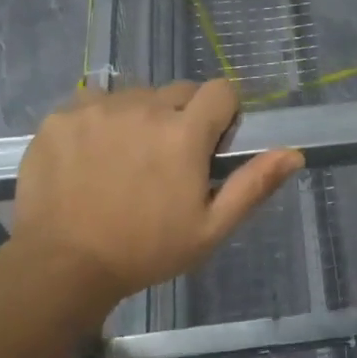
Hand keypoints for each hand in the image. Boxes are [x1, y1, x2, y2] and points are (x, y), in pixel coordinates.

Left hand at [6, 80, 302, 317]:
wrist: (62, 266)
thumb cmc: (146, 251)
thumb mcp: (210, 228)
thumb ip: (253, 185)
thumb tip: (295, 153)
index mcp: (184, 132)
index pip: (221, 90)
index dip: (223, 113)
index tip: (211, 142)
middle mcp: (144, 107)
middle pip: (178, 91)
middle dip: (182, 117)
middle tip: (167, 159)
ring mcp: (98, 108)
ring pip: (135, 95)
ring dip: (140, 117)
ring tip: (125, 159)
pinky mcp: (62, 116)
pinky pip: (93, 102)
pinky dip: (99, 120)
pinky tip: (91, 155)